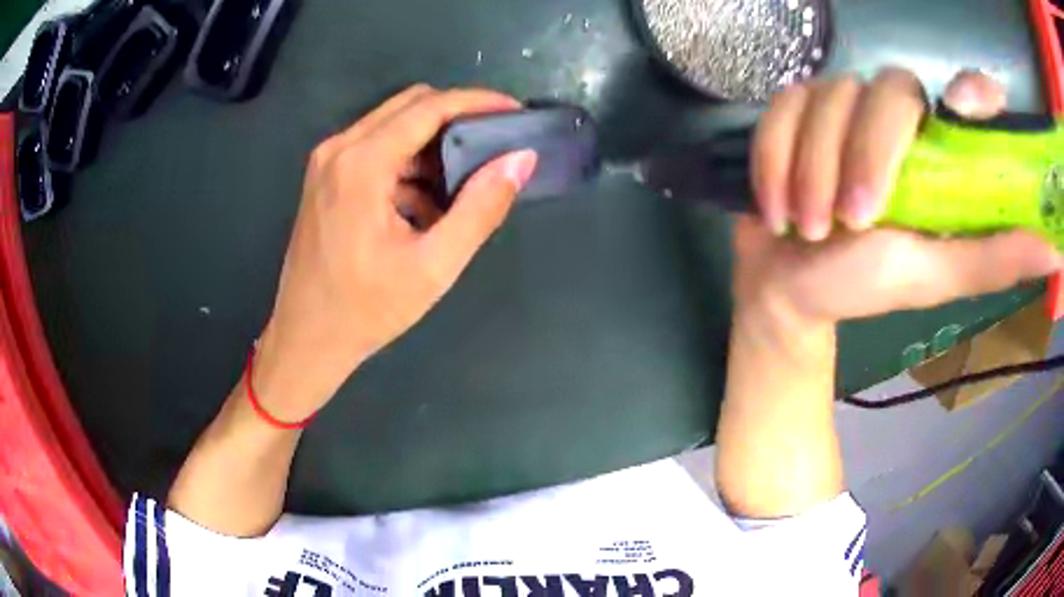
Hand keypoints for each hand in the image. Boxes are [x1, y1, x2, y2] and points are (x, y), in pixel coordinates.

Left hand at [253, 85, 537, 419]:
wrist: (306, 339)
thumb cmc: (366, 310)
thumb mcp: (434, 265)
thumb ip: (481, 208)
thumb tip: (519, 160)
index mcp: (362, 164)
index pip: (429, 107)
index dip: (477, 101)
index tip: (513, 111)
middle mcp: (339, 148)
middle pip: (409, 105)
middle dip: (456, 116)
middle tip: (493, 145)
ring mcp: (327, 162)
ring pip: (392, 125)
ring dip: (431, 145)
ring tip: (461, 186)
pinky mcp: (324, 178)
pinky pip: (374, 150)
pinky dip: (406, 164)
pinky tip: (423, 206)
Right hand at [739, 68, 1061, 323]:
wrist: (791, 287)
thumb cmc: (865, 286)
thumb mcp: (937, 276)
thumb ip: (994, 259)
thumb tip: (1053, 250)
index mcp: (941, 153)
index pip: (970, 95)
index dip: (972, 90)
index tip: (961, 107)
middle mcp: (898, 117)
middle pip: (889, 90)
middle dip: (866, 155)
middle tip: (852, 221)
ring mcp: (842, 107)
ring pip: (828, 97)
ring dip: (813, 169)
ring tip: (808, 227)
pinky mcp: (794, 110)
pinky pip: (782, 108)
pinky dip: (775, 160)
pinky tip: (776, 207)